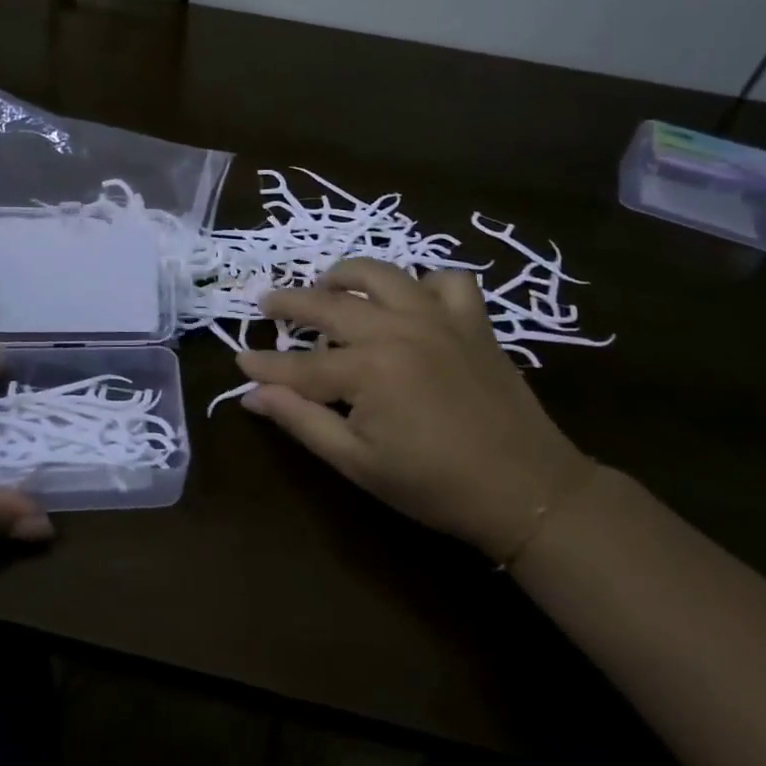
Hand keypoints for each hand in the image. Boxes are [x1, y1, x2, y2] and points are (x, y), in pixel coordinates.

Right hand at [236, 258, 594, 563]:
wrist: (527, 490)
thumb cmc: (434, 485)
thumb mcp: (357, 462)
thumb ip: (301, 421)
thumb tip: (252, 394)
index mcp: (367, 369)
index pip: (300, 364)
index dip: (265, 365)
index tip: (238, 361)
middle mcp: (398, 329)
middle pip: (330, 305)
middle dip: (291, 302)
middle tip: (266, 302)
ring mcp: (438, 318)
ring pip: (383, 275)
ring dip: (347, 275)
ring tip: (327, 283)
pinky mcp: (472, 321)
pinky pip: (446, 281)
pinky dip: (424, 283)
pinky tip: (411, 299)